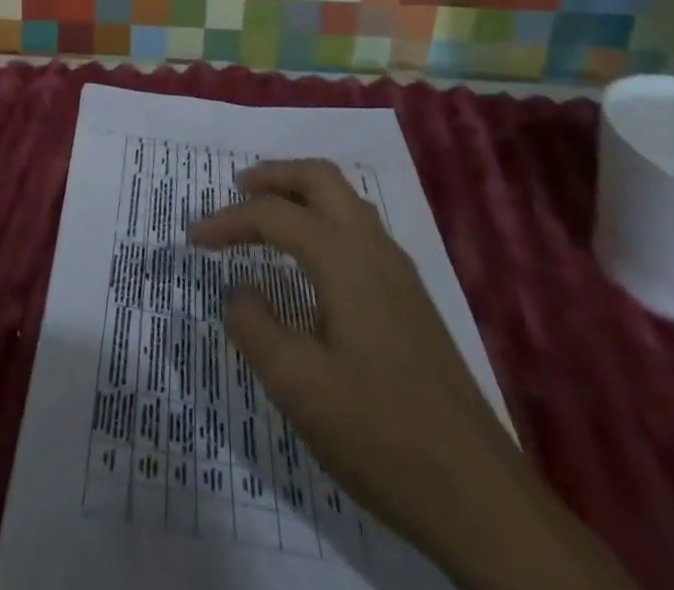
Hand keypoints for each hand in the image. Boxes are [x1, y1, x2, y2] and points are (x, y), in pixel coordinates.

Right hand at [187, 159, 520, 555]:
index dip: (228, 220)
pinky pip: (359, 231)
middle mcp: (374, 248)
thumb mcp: (297, 385)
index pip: (274, 215)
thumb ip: (254, 326)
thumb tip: (239, 290)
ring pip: (345, 201)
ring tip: (266, 216)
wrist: (480, 497)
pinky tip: (311, 261)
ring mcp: (400, 273)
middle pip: (320, 179)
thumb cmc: (380, 434)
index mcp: (344, 258)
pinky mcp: (411, 300)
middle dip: (274, 176)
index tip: (192, 239)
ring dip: (301, 194)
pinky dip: (324, 220)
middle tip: (236, 191)